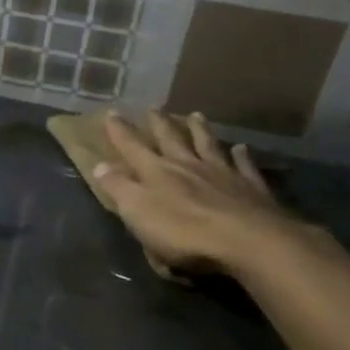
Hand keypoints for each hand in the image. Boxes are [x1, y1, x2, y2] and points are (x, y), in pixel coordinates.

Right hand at [91, 110, 319, 276]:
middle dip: (159, 124)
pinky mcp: (251, 189)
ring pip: (207, 145)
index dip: (120, 131)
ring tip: (195, 115)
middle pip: (171, 139)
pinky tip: (240, 148)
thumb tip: (98, 165)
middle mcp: (188, 165)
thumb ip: (119, 187)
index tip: (111, 113)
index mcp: (157, 172)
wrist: (248, 241)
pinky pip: (244, 166)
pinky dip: (241, 156)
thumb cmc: (185, 232)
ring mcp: (222, 174)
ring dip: (199, 130)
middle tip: (153, 108)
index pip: (132, 147)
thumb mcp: (139, 212)